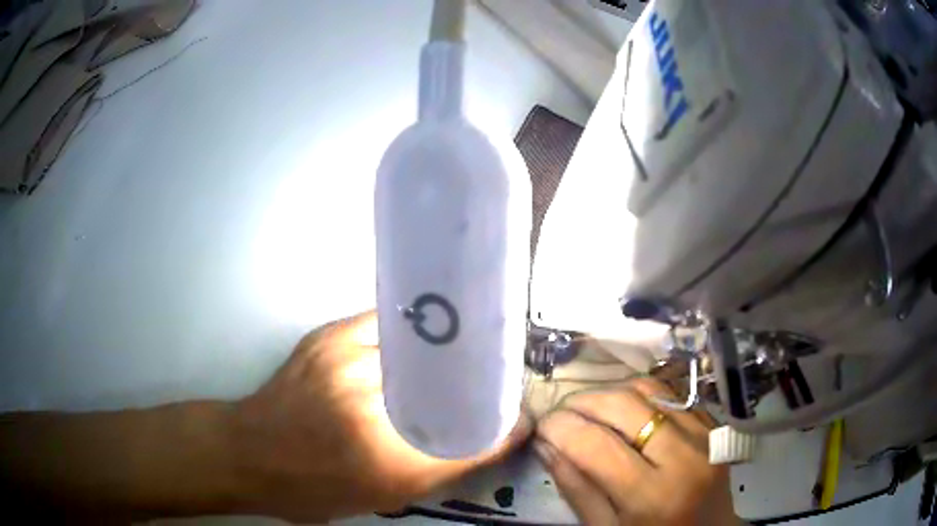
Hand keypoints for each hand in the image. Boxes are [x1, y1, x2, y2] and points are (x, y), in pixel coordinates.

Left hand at [233, 311, 531, 521]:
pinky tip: (424, 340)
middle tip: (499, 385)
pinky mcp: (328, 336)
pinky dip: (413, 333)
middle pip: (449, 381)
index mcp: (382, 458)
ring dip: (450, 351)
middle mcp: (367, 403)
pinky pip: (386, 324)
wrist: (250, 452)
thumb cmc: (312, 487)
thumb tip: (488, 441)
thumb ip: (438, 469)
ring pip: (421, 344)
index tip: (520, 417)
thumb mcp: (380, 496)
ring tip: (470, 357)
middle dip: (482, 380)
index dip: (502, 425)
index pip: (466, 439)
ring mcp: (344, 359)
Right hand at [534, 378, 738, 524]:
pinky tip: (623, 411)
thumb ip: (576, 489)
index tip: (540, 427)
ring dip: (609, 392)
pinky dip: (638, 394)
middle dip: (581, 402)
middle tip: (561, 415)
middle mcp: (683, 456)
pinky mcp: (712, 423)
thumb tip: (545, 445)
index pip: (595, 445)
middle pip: (623, 405)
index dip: (559, 428)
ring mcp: (704, 434)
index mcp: (652, 496)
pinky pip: (670, 393)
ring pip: (647, 389)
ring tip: (588, 410)